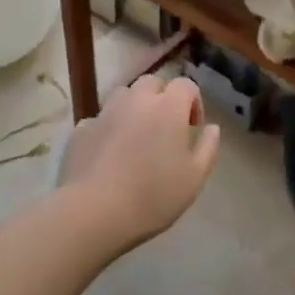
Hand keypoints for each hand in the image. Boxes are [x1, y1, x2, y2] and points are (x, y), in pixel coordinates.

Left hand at [59, 75, 220, 246]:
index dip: (193, 102)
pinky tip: (108, 153)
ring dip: (134, 107)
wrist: (94, 212)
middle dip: (162, 98)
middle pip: (152, 82)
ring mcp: (105, 113)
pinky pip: (99, 119)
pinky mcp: (81, 129)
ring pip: (123, 95)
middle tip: (164, 127)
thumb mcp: (194, 178)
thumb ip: (208, 148)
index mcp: (168, 108)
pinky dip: (108, 128)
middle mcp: (137, 101)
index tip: (192, 128)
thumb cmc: (153, 196)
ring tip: (135, 136)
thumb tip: (212, 128)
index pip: (185, 85)